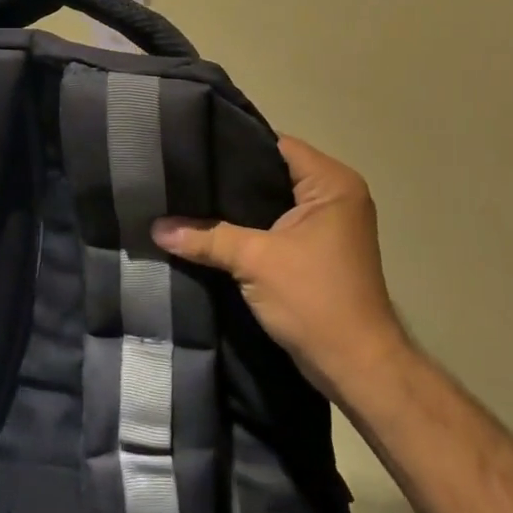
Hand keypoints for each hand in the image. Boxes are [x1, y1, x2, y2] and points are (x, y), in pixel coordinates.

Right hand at [151, 136, 412, 405]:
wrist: (356, 368)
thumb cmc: (314, 299)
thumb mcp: (255, 262)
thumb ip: (206, 238)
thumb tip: (156, 227)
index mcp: (332, 183)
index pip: (276, 145)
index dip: (234, 145)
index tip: (193, 147)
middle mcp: (336, 195)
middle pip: (273, 172)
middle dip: (231, 177)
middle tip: (184, 173)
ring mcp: (330, 224)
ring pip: (273, 200)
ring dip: (238, 205)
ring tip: (190, 197)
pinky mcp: (319, 250)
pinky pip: (277, 224)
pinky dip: (250, 227)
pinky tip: (212, 228)